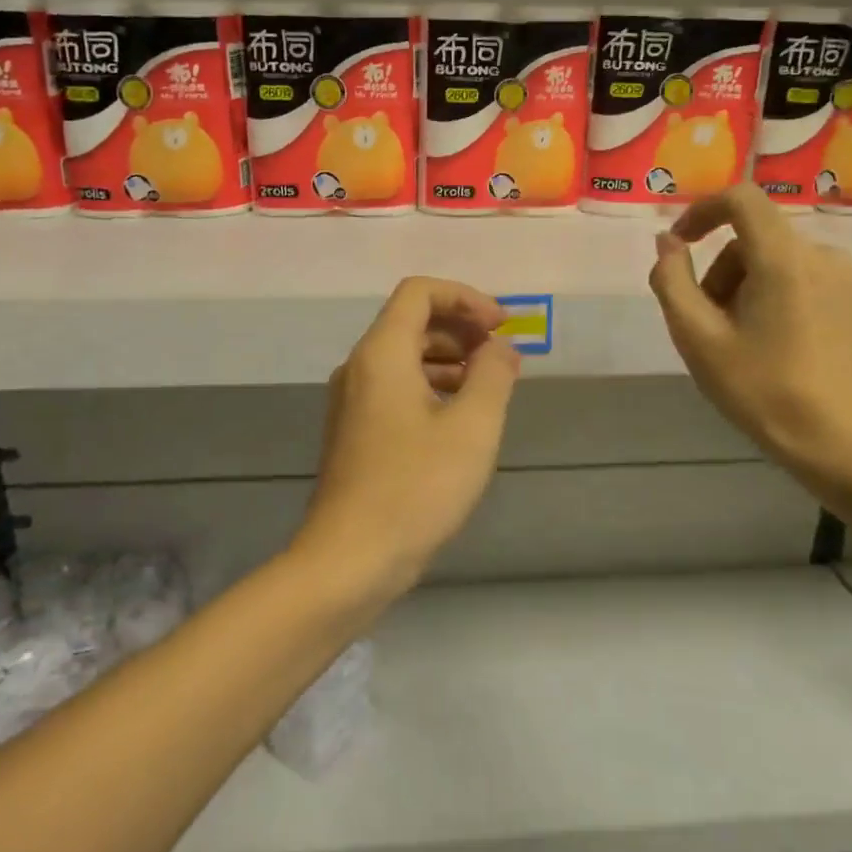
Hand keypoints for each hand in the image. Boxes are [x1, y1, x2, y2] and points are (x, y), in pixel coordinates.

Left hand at [296, 278, 520, 601]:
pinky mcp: (355, 431)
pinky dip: (431, 385)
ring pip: (404, 356)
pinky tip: (459, 416)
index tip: (502, 326)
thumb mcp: (472, 428)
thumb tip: (500, 347)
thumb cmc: (415, 488)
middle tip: (502, 354)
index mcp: (381, 353)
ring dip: (449, 358)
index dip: (465, 297)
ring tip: (489, 384)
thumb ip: (493, 375)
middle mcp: (360, 367)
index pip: (419, 292)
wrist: (350, 558)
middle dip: (461, 327)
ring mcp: (352, 401)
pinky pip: (396, 387)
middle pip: (411, 321)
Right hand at [649, 186, 851, 484]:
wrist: (836, 439)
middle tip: (704, 324)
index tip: (678, 244)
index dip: (701, 211)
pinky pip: (797, 277)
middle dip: (718, 272)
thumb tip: (667, 242)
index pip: (740, 199)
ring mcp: (843, 277)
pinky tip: (767, 342)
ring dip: (741, 287)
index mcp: (784, 258)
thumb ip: (672, 281)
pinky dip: (770, 295)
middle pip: (751, 240)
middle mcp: (820, 254)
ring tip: (734, 340)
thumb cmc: (760, 388)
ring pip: (772, 260)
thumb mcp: (697, 337)